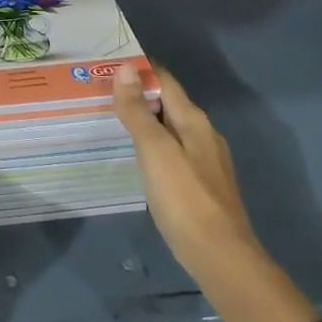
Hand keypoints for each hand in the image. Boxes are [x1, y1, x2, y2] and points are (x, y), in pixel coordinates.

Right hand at [112, 62, 254, 280]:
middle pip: (168, 103)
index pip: (165, 80)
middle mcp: (203, 134)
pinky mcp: (201, 186)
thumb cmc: (185, 199)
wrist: (221, 258)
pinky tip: (137, 157)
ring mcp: (205, 161)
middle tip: (101, 91)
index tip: (108, 63)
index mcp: (194, 120)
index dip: (140, 69)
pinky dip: (153, 145)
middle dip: (139, 94)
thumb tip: (125, 69)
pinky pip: (173, 151)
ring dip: (145, 120)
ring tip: (113, 120)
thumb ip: (138, 111)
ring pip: (171, 129)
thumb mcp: (155, 151)